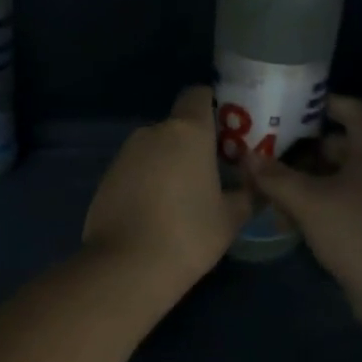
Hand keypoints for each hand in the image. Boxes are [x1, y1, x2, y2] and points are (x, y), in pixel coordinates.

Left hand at [84, 87, 252, 296]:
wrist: (127, 267)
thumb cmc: (189, 235)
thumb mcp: (230, 218)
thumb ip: (246, 194)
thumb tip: (255, 185)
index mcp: (187, 132)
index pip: (198, 95)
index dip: (212, 107)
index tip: (225, 133)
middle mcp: (152, 132)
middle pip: (176, 126)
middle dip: (191, 145)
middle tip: (209, 175)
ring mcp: (124, 155)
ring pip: (153, 149)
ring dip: (167, 164)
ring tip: (181, 200)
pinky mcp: (105, 178)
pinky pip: (134, 170)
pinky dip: (146, 182)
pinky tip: (154, 214)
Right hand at [243, 96, 361, 295]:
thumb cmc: (355, 230)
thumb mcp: (307, 201)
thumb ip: (276, 177)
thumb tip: (247, 157)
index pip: (356, 112)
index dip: (330, 103)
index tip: (302, 106)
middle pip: (346, 147)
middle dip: (310, 150)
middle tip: (276, 152)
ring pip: (344, 180)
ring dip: (313, 182)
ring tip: (278, 190)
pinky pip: (349, 205)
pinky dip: (324, 206)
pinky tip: (297, 223)